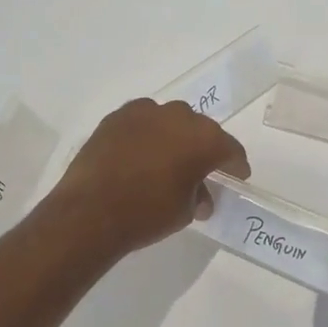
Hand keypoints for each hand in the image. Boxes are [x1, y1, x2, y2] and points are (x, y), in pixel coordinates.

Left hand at [50, 98, 249, 257]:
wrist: (90, 212)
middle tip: (203, 169)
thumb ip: (199, 196)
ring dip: (175, 137)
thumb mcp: (185, 211)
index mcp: (205, 139)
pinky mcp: (117, 117)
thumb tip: (200, 196)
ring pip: (170, 121)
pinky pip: (143, 122)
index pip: (230, 149)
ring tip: (169, 159)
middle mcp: (179, 116)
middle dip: (205, 148)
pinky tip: (142, 153)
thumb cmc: (148, 213)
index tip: (237, 176)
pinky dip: (148, 134)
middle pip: (201, 130)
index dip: (235, 165)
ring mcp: (145, 112)